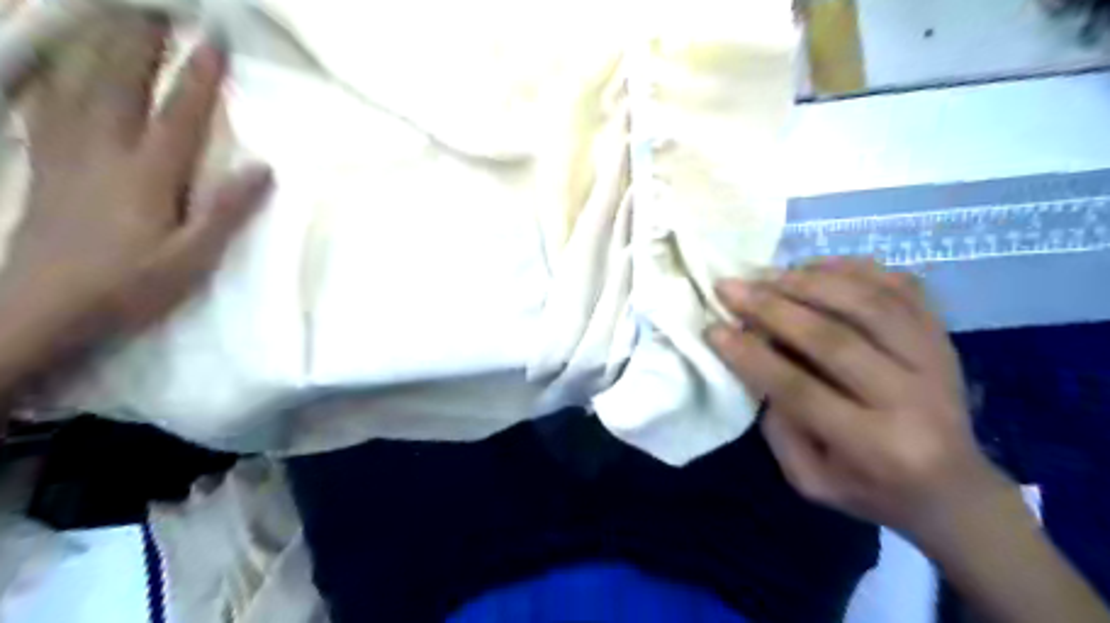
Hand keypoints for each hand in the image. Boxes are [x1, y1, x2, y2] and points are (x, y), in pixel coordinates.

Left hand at [3, 9, 272, 337]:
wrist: (42, 309)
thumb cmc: (130, 287)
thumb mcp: (193, 258)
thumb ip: (227, 212)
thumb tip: (264, 168)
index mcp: (148, 176)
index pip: (179, 115)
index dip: (199, 77)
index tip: (216, 42)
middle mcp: (104, 153)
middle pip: (120, 85)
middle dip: (141, 44)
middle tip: (158, 12)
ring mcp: (66, 156)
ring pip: (79, 87)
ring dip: (98, 48)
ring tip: (115, 21)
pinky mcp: (44, 167)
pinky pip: (47, 108)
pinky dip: (54, 78)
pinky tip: (61, 67)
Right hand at [711, 259, 1011, 538]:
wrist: (953, 488)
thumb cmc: (870, 489)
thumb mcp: (810, 480)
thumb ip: (779, 426)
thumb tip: (756, 358)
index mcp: (876, 446)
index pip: (800, 389)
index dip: (751, 356)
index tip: (713, 329)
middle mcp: (913, 398)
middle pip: (834, 338)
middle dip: (771, 308)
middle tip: (729, 287)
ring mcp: (936, 359)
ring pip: (869, 302)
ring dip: (808, 281)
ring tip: (765, 274)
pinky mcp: (943, 335)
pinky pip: (899, 285)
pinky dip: (852, 267)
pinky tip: (812, 265)